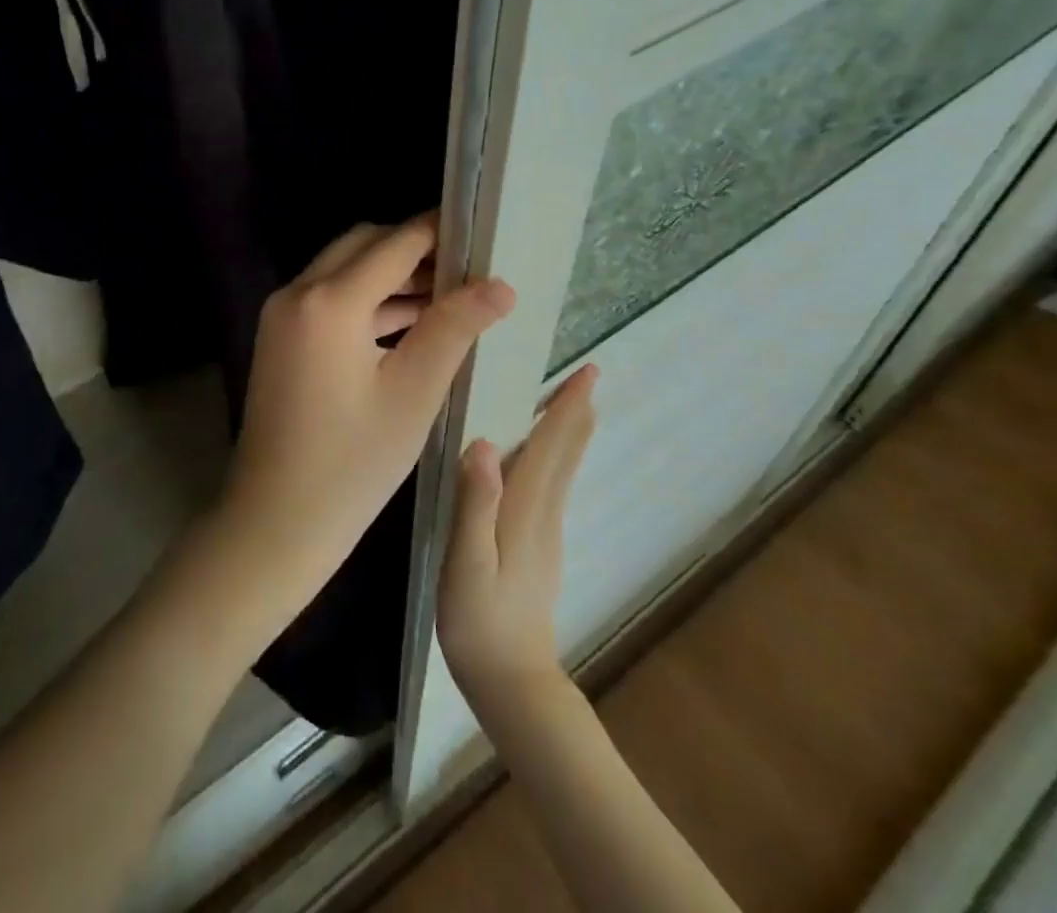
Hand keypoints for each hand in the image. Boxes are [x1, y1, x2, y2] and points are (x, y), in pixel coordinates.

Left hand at [211, 216, 515, 628]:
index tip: (480, 229)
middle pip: (363, 246)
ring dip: (391, 277)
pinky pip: (329, 299)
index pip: (394, 245)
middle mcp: (297, 293)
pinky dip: (367, 301)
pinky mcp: (280, 336)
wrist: (276, 519)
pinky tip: (410, 322)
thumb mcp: (413, 393)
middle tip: (467, 268)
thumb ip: (454, 328)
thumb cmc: (352, 463)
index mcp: (329, 302)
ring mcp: (282, 314)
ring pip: (344, 271)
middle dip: (413, 250)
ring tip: (450, 294)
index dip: (438, 232)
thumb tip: (499, 285)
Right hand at [438, 365, 597, 700]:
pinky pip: (552, 486)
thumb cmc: (480, 620)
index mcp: (524, 509)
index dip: (566, 408)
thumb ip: (475, 504)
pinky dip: (557, 458)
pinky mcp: (538, 547)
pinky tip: (546, 457)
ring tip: (573, 404)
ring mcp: (545, 532)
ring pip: (562, 470)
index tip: (588, 373)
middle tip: (589, 376)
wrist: (513, 683)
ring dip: (569, 433)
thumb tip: (485, 443)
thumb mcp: (466, 562)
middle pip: (565, 454)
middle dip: (576, 413)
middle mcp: (542, 513)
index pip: (550, 447)